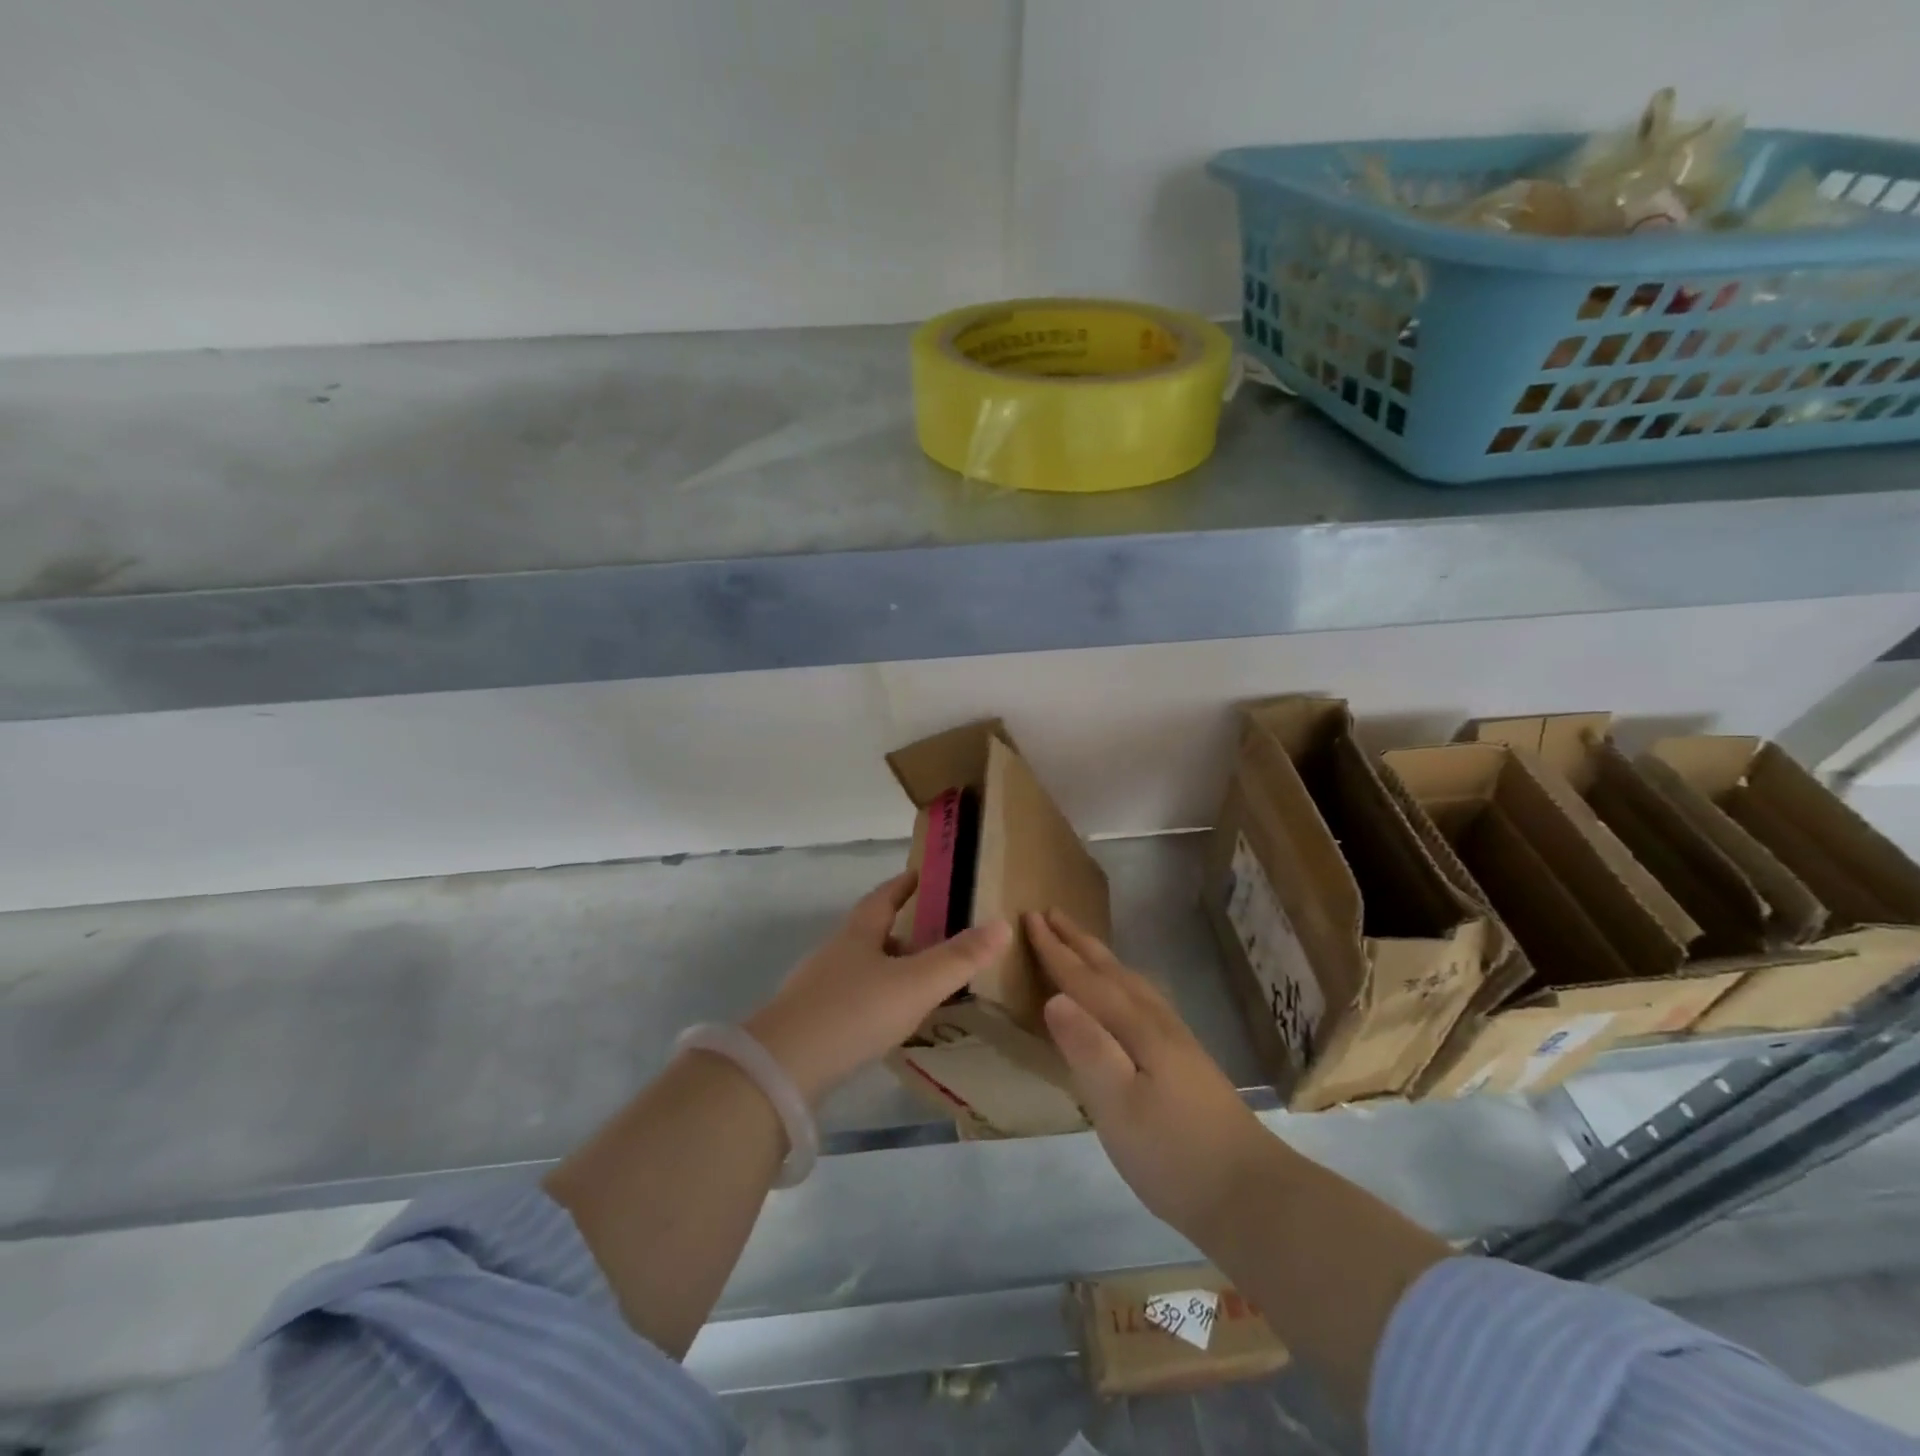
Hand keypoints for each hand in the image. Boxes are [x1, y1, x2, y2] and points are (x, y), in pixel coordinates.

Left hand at [745, 873, 1010, 1103]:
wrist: (783, 1067)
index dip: (904, 885)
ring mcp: (818, 987)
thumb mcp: (915, 984)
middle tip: (935, 936)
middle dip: (901, 931)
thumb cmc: (854, 1012)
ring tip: (919, 983)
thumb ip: (959, 958)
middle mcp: (835, 953)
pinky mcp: (810, 1022)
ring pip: (861, 968)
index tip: (921, 875)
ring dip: (888, 968)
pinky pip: (851, 999)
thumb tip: (1002, 924)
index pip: (883, 897)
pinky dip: (874, 1000)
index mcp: (858, 934)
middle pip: (871, 932)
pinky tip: (886, 1022)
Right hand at [1030, 909, 1274, 1242]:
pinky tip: (1125, 997)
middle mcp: (1156, 1022)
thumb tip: (1054, 997)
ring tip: (1082, 944)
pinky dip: (1122, 982)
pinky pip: (1141, 999)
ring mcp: (1176, 1040)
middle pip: (1110, 971)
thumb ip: (1087, 1049)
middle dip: (1077, 942)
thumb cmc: (1174, 1154)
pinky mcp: (1185, 1059)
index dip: (1055, 950)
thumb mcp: (1119, 1107)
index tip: (1030, 917)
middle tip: (1050, 913)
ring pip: (1130, 982)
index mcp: (1136, 1028)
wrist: (1252, 1194)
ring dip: (1100, 958)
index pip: (1086, 980)